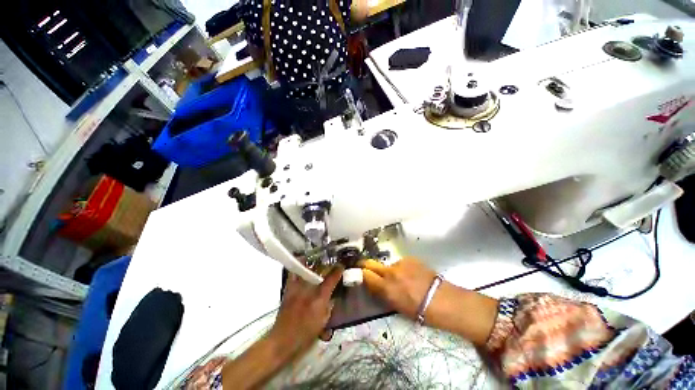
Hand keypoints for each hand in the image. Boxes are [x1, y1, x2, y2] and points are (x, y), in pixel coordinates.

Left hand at [269, 267, 343, 353]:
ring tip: (316, 261)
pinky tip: (301, 266)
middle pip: (319, 270)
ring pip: (305, 269)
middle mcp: (309, 290)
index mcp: (319, 299)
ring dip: (312, 264)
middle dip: (326, 265)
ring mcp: (297, 288)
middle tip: (329, 264)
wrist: (283, 340)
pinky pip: (293, 274)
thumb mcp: (323, 322)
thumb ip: (329, 307)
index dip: (338, 270)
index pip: (332, 279)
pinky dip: (297, 268)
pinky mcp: (288, 289)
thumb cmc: (305, 334)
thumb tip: (332, 296)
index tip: (341, 265)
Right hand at [362, 258, 498, 345]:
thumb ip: (383, 293)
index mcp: (386, 287)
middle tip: (366, 268)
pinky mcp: (410, 258)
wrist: (442, 300)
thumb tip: (374, 284)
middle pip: (371, 263)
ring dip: (390, 270)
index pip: (366, 275)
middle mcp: (390, 272)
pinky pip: (400, 263)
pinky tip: (412, 275)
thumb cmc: (419, 310)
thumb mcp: (396, 306)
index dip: (362, 275)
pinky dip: (402, 268)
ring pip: (388, 265)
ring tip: (402, 279)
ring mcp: (400, 263)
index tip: (361, 274)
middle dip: (367, 265)